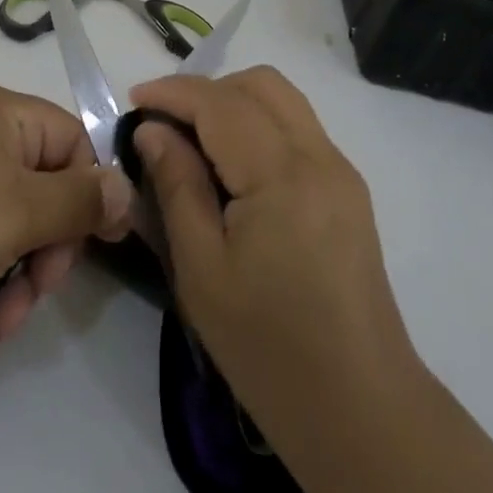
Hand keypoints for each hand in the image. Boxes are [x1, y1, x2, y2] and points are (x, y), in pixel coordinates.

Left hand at [0, 78, 130, 470]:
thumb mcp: (18, 214)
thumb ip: (80, 201)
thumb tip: (127, 186)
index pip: (71, 139)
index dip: (88, 193)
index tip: (93, 250)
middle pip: (41, 180)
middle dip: (48, 244)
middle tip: (36, 293)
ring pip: (8, 216)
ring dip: (18, 270)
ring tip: (2, 323)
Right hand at [129, 67, 492, 492]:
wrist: (359, 408)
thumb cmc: (267, 347)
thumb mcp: (201, 269)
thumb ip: (176, 186)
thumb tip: (153, 130)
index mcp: (282, 174)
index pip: (221, 103)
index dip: (173, 92)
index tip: (133, 100)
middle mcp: (320, 156)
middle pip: (261, 84)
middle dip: (207, 90)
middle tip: (166, 124)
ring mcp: (341, 170)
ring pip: (283, 101)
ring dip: (234, 103)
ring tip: (194, 141)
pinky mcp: (348, 190)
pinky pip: (297, 129)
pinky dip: (259, 126)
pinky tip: (233, 169)